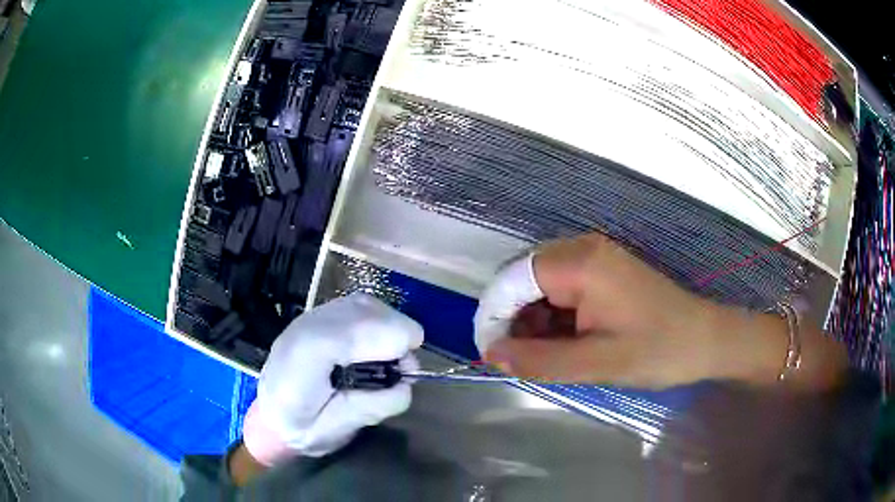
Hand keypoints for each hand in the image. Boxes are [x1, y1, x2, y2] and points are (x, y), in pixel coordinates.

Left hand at [242, 293, 422, 466]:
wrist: (270, 417)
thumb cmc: (303, 429)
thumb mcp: (338, 430)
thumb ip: (373, 406)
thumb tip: (407, 382)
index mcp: (305, 359)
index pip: (356, 332)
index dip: (392, 343)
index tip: (409, 371)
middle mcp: (305, 328)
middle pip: (366, 311)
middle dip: (395, 334)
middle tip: (402, 369)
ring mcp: (309, 318)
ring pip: (363, 304)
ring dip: (387, 325)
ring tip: (391, 357)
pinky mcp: (315, 318)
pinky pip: (355, 307)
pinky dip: (375, 322)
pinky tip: (373, 346)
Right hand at [474, 233, 772, 388]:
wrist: (706, 340)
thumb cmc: (658, 351)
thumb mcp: (597, 363)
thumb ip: (541, 360)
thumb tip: (491, 355)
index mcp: (581, 264)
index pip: (514, 279)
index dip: (495, 315)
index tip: (491, 354)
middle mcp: (583, 250)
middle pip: (525, 279)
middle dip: (515, 320)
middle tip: (521, 361)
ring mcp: (595, 258)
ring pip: (541, 285)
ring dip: (534, 321)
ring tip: (546, 357)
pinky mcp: (604, 271)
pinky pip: (562, 289)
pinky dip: (554, 317)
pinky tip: (566, 343)